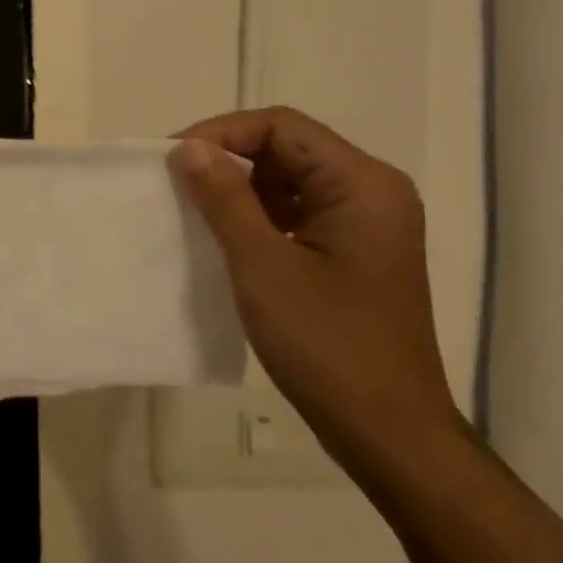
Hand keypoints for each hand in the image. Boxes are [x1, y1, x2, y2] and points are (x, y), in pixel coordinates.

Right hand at [171, 107, 465, 477]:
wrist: (390, 436)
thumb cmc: (328, 346)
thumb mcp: (263, 266)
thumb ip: (224, 198)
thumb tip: (187, 147)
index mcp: (362, 183)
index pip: (281, 126)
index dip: (221, 133)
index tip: (172, 160)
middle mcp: (371, 191)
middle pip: (287, 148)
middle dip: (229, 159)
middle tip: (177, 184)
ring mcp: (366, 224)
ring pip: (289, 180)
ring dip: (240, 189)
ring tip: (194, 212)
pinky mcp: (354, 252)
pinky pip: (298, 212)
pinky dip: (259, 216)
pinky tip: (227, 240)